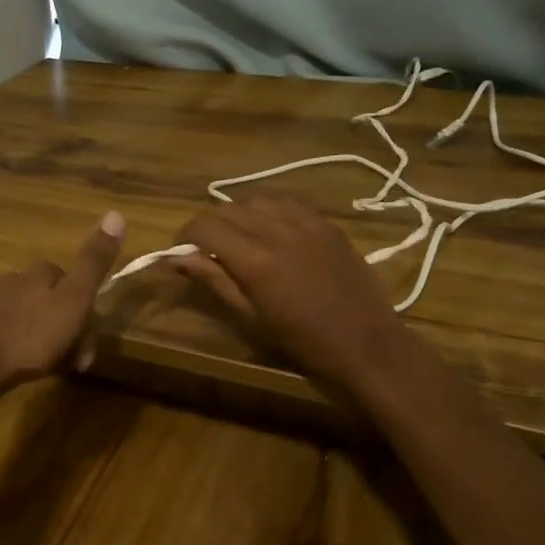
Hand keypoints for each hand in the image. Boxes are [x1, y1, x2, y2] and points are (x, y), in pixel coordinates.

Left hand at [0, 212, 126, 400]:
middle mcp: (15, 280)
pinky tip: (23, 367)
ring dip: (47, 342)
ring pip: (33, 319)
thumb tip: (116, 213)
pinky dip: (23, 348)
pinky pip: (11, 334)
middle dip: (68, 330)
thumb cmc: (32, 334)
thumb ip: (94, 262)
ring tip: (50, 368)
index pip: (72, 281)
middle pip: (53, 302)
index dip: (86, 311)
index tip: (89, 342)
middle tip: (74, 363)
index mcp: (40, 272)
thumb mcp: (74, 298)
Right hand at [169, 192, 414, 391]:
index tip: (181, 250)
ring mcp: (306, 222)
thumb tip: (176, 258)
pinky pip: (287, 203)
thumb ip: (213, 280)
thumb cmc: (303, 342)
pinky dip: (270, 212)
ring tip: (240, 238)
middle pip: (227, 209)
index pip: (205, 226)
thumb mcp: (250, 317)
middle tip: (208, 249)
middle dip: (210, 225)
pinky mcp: (327, 223)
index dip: (185, 234)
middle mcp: (277, 230)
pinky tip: (272, 232)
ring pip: (256, 200)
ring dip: (239, 215)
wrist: (367, 344)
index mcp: (254, 259)